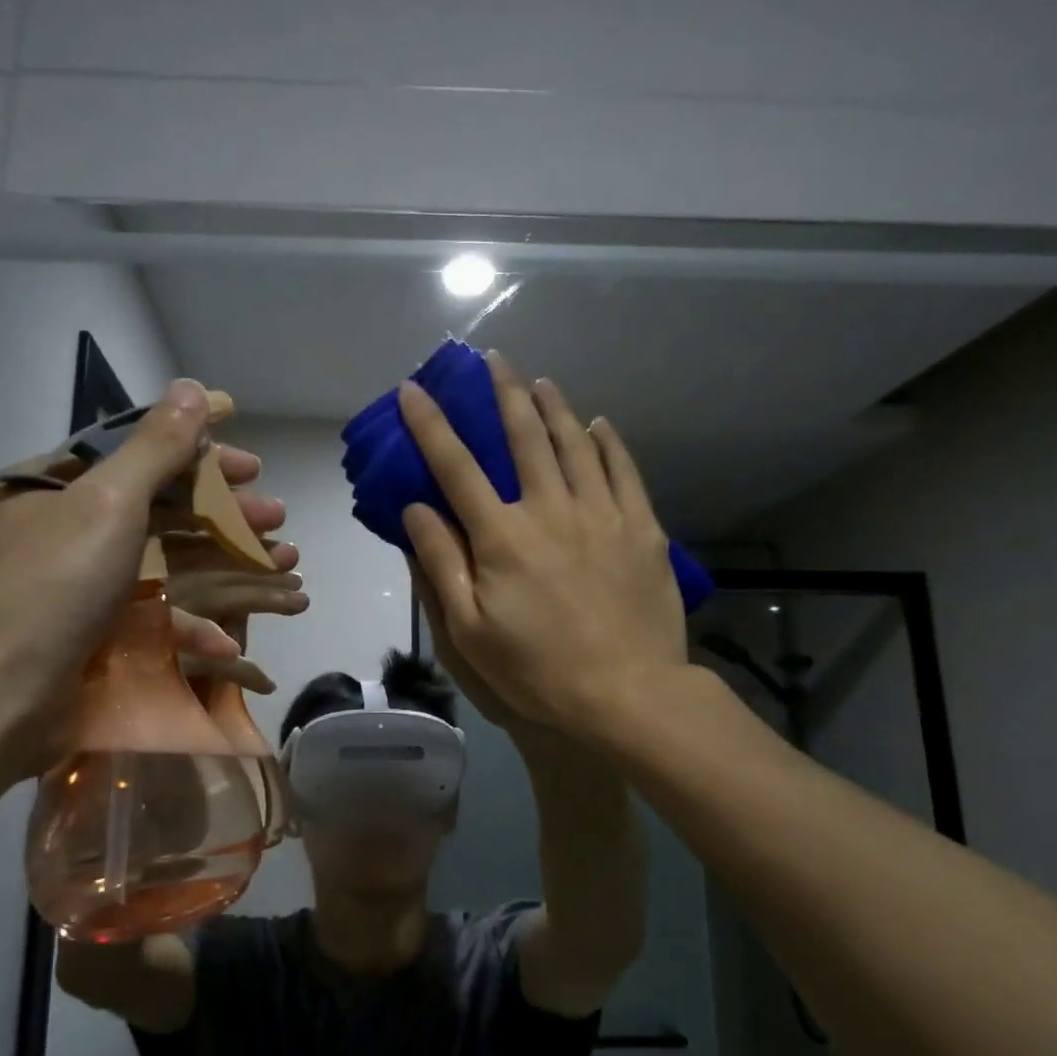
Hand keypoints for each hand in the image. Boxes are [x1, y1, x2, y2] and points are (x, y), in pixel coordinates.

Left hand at [0, 379, 284, 771]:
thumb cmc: (52, 586)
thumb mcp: (108, 503)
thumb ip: (156, 447)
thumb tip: (191, 387)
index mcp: (56, 487)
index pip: (139, 453)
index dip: (201, 453)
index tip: (253, 462)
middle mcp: (67, 530)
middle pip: (162, 508)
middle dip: (226, 512)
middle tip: (277, 516)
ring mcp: (83, 587)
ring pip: (169, 562)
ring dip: (228, 563)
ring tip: (283, 564)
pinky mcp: (98, 635)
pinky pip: (153, 616)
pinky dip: (194, 624)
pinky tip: (231, 638)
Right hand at [398, 352, 685, 738]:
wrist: (627, 694)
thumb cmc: (536, 669)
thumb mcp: (468, 629)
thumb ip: (441, 563)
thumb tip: (416, 507)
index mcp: (502, 536)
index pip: (457, 466)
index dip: (431, 425)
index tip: (415, 389)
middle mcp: (550, 509)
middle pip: (523, 437)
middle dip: (504, 393)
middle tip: (494, 361)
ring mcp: (602, 514)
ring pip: (574, 444)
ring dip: (554, 407)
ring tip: (541, 382)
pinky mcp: (641, 529)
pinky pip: (623, 470)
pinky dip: (607, 442)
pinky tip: (598, 425)